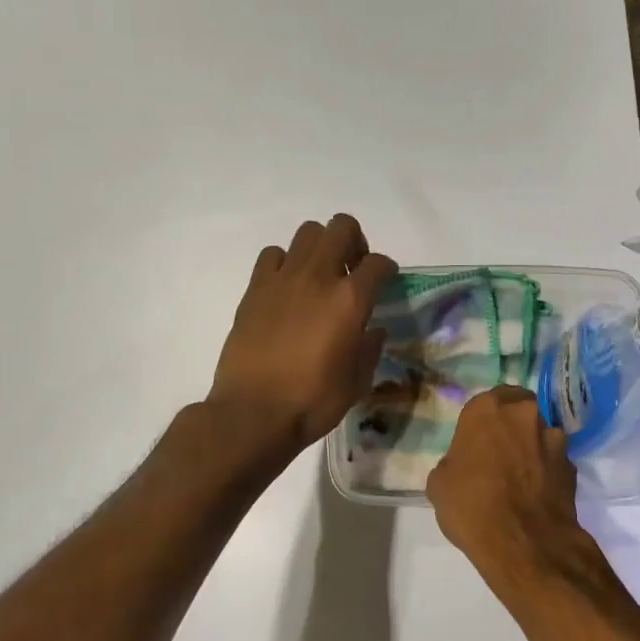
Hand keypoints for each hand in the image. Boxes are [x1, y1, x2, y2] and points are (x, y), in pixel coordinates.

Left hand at [208, 214, 397, 456]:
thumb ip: (369, 349)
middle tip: (352, 269)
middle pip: (342, 227)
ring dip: (320, 247)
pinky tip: (287, 288)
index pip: (378, 263)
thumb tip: (372, 330)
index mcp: (350, 300)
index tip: (385, 282)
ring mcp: (283, 279)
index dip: (387, 269)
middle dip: (355, 242)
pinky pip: (272, 255)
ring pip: (307, 232)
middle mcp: (318, 277)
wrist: (253, 413)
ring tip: (320, 275)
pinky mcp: (255, 288)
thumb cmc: (312, 402)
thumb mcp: (357, 382)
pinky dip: (284, 262)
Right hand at [427, 387, 583, 583]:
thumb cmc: (471, 506)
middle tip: (500, 452)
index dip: (483, 421)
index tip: (477, 440)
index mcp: (487, 409)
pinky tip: (536, 493)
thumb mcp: (439, 483)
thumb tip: (464, 466)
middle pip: (519, 410)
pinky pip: (554, 461)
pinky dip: (547, 471)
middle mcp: (524, 414)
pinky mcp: (572, 466)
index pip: (487, 400)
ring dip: (532, 447)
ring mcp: (553, 438)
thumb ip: (454, 461)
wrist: (524, 543)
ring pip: (541, 434)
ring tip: (521, 477)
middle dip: (512, 426)